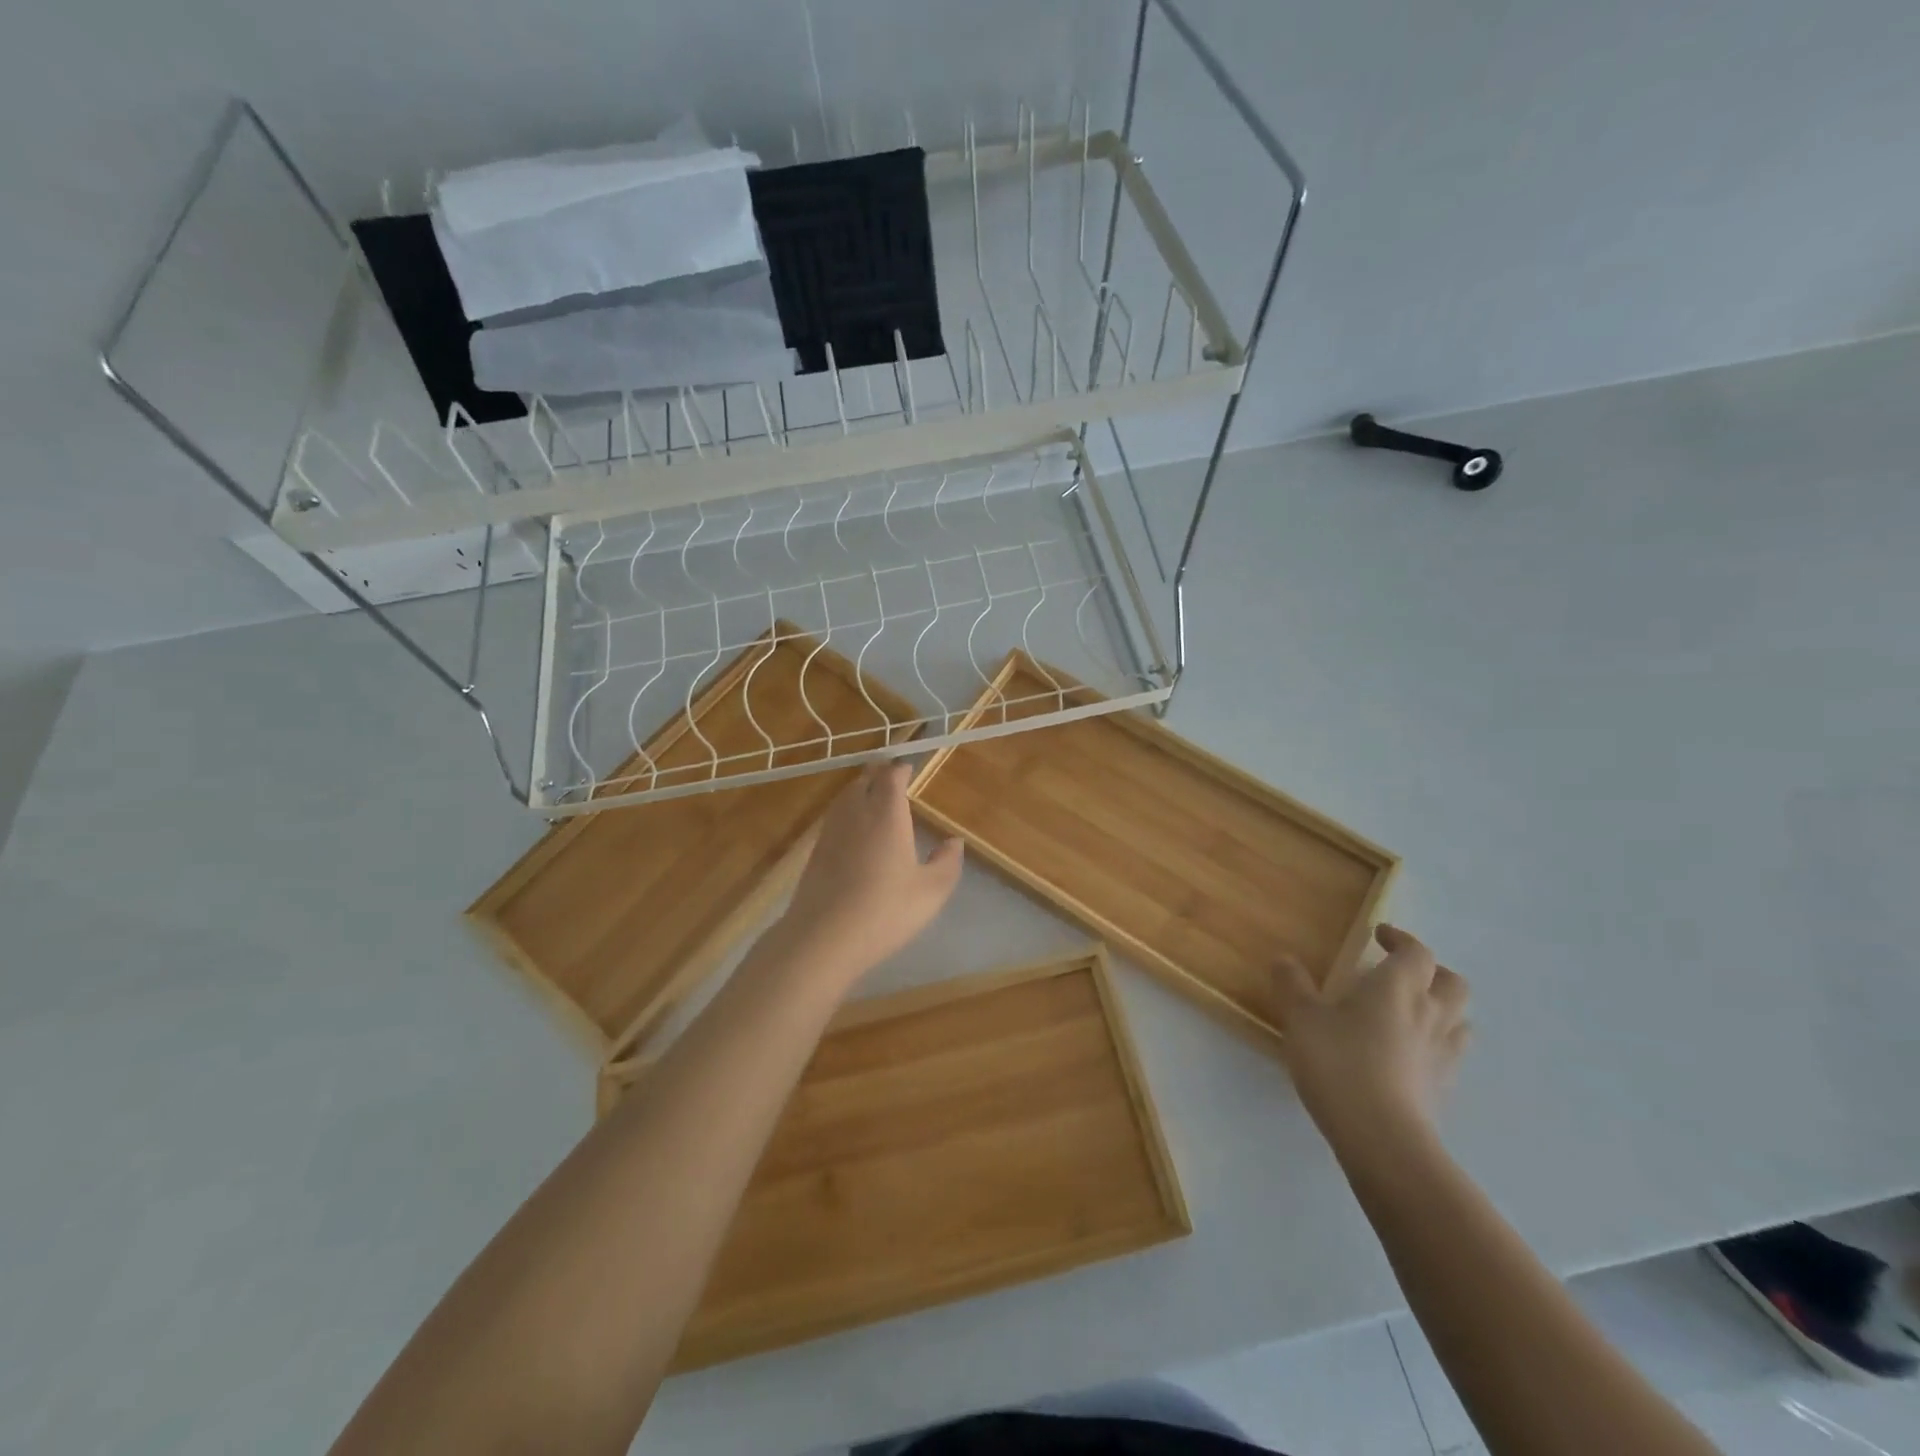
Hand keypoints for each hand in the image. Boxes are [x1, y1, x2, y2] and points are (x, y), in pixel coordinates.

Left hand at [777, 761, 963, 983]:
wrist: (823, 938)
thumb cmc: (884, 911)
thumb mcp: (930, 892)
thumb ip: (946, 862)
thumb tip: (954, 841)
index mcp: (886, 814)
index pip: (891, 776)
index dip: (900, 769)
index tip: (909, 769)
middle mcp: (856, 813)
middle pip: (864, 780)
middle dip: (879, 774)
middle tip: (892, 777)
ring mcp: (831, 831)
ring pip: (845, 796)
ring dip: (860, 790)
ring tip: (873, 796)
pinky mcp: (815, 851)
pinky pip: (834, 817)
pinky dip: (846, 812)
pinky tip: (853, 829)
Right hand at [1264, 925, 1469, 1139]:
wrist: (1382, 1138)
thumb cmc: (1339, 1063)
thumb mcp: (1301, 1018)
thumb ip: (1292, 985)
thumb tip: (1285, 959)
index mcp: (1398, 987)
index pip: (1417, 952)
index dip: (1401, 939)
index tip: (1380, 935)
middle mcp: (1430, 1014)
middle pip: (1453, 983)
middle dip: (1432, 972)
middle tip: (1403, 973)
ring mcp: (1443, 1054)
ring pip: (1459, 1021)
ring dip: (1441, 1010)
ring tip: (1410, 1015)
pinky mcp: (1444, 1089)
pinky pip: (1449, 1055)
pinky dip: (1435, 1046)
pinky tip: (1408, 1057)